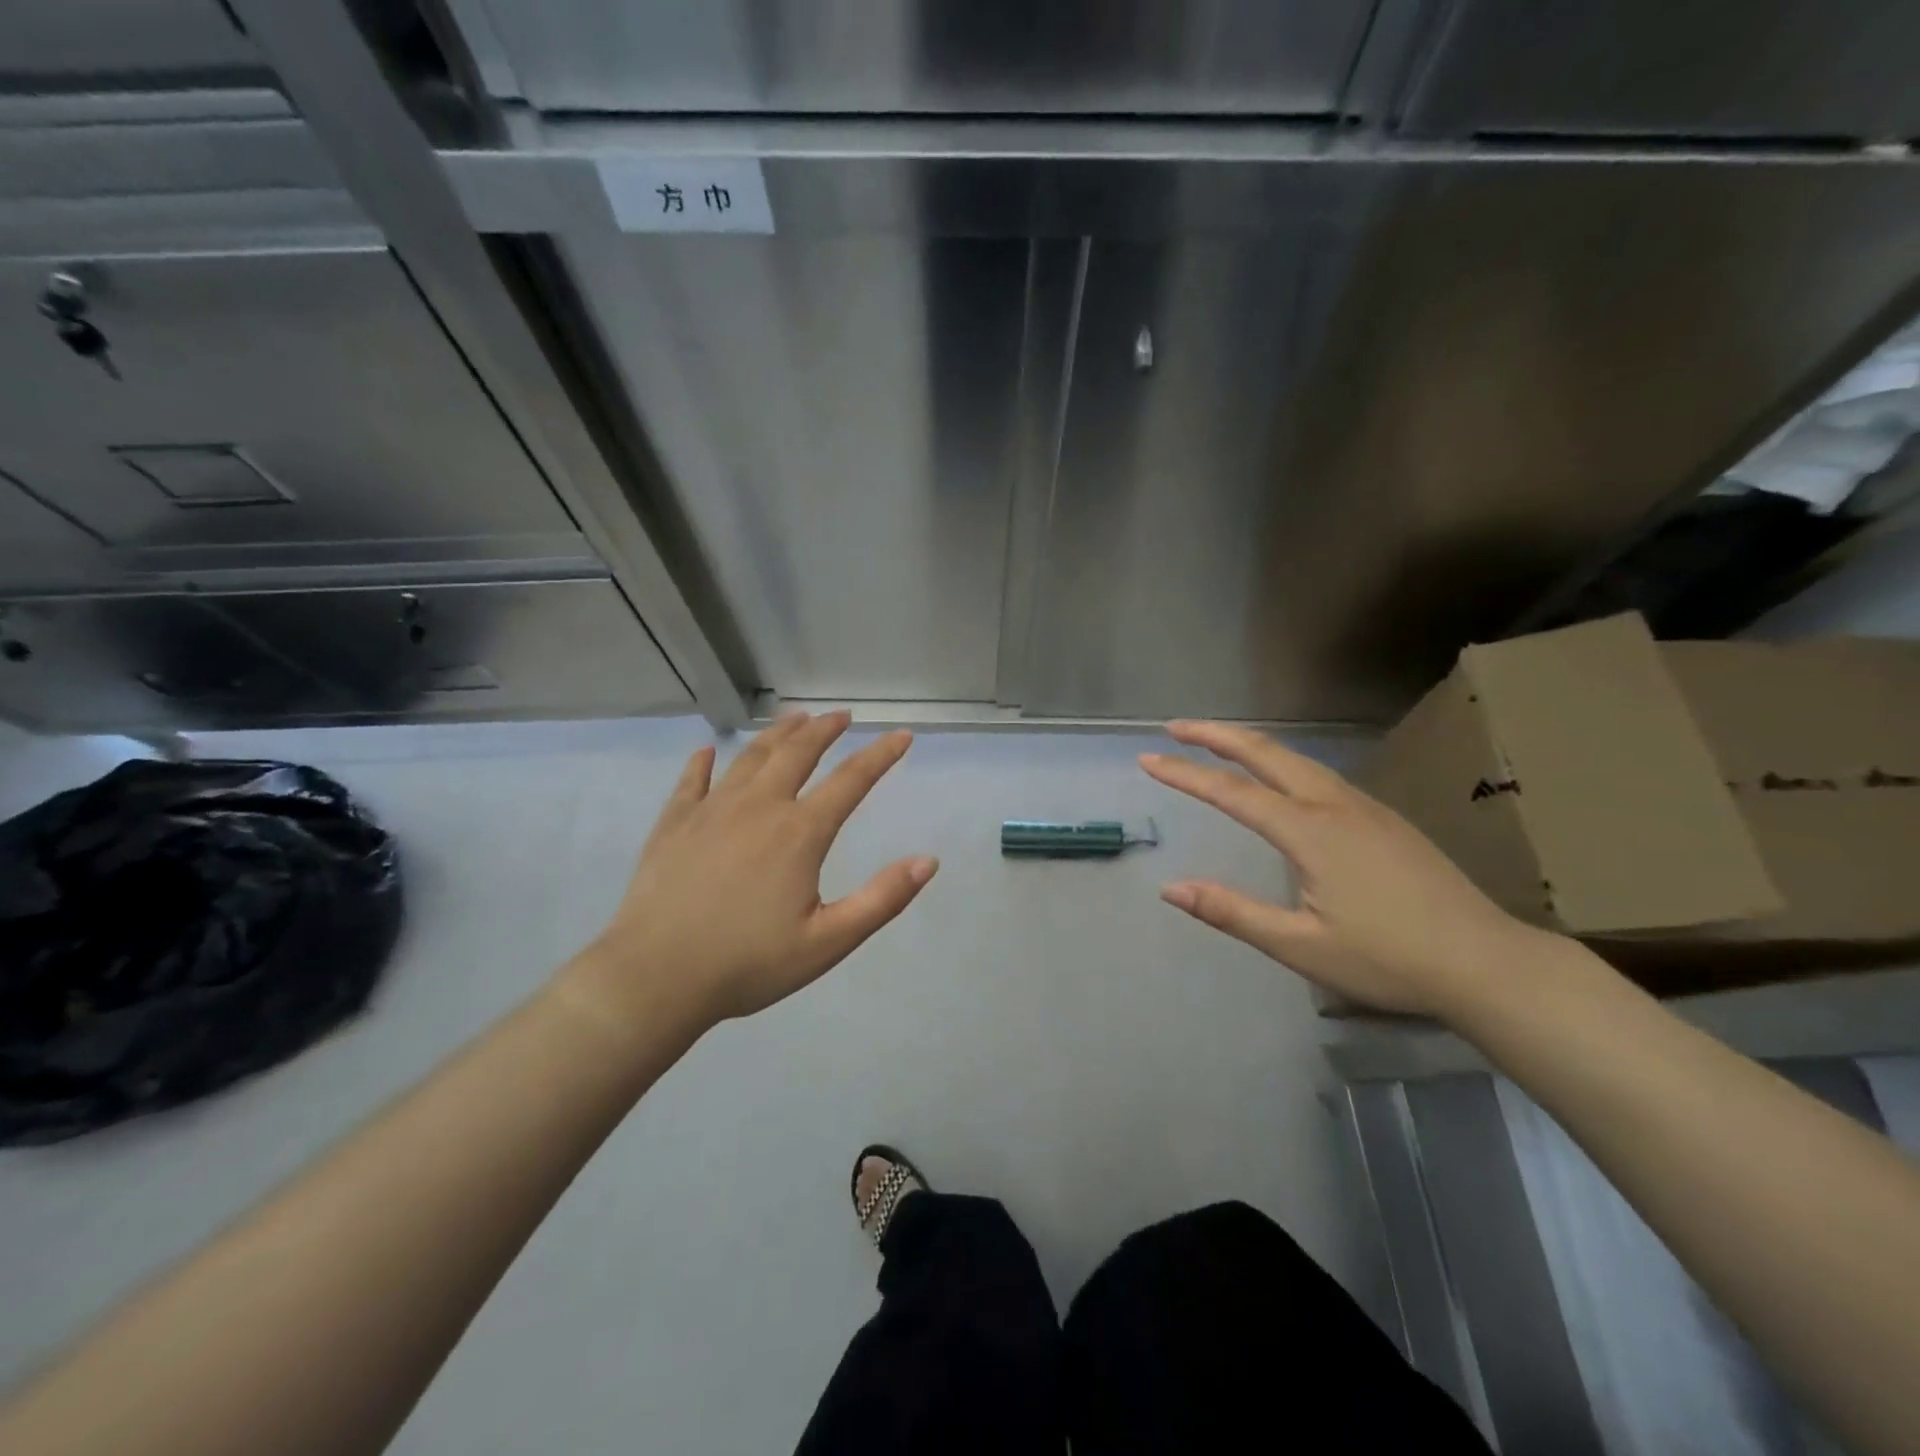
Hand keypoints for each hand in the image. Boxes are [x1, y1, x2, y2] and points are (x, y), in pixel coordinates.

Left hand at [565, 711, 936, 1032]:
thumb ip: (882, 899)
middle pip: (797, 753)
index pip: (851, 780)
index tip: (901, 736)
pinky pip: (692, 781)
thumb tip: (928, 861)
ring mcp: (711, 810)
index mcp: (799, 832)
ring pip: (750, 757)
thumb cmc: (748, 964)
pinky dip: (703, 762)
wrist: (655, 978)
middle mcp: (759, 807)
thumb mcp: (828, 941)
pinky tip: (707, 752)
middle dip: (824, 730)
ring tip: (794, 719)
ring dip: (777, 734)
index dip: (881, 755)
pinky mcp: (674, 824)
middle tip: (841, 716)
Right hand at [1140, 720, 1550, 1018]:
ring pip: (1297, 758)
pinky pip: (1319, 773)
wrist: (1488, 964)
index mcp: (1310, 831)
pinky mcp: (1384, 818)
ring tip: (1216, 743)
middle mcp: (1335, 805)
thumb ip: (1233, 913)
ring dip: (1249, 744)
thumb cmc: (1390, 960)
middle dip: (1216, 735)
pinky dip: (1281, 761)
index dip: (1185, 774)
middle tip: (1175, 728)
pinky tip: (1279, 778)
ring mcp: (1365, 807)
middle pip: (1266, 752)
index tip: (1148, 760)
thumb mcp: (1302, 947)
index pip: (1231, 792)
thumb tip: (1171, 889)